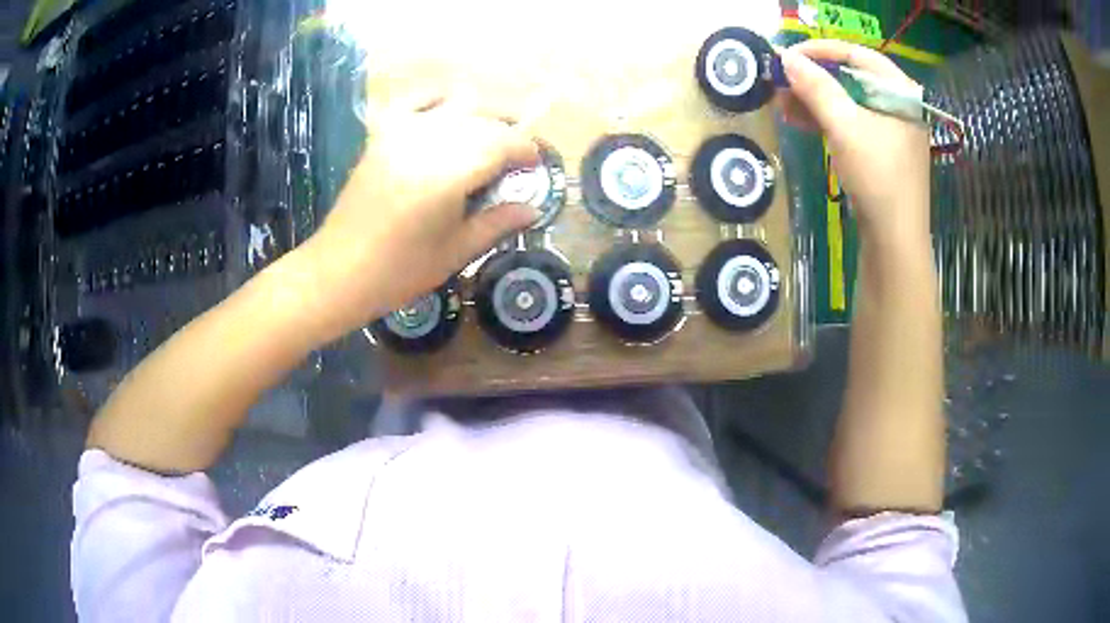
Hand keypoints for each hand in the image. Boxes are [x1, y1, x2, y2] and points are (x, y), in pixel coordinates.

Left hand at [298, 93, 540, 342]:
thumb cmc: (400, 270)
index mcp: (448, 175)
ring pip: (456, 104)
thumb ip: (497, 223)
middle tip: (516, 157)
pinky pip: (414, 99)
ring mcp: (401, 133)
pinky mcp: (381, 134)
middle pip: (483, 120)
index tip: (536, 164)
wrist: (340, 270)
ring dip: (480, 114)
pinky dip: (437, 98)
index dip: (525, 150)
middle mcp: (428, 142)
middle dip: (508, 132)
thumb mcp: (456, 252)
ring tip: (488, 136)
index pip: (502, 144)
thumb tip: (533, 208)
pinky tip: (447, 111)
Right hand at [778, 40, 929, 240]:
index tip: (787, 55)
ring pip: (849, 101)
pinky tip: (801, 121)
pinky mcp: (883, 151)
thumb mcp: (845, 127)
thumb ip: (817, 88)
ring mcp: (892, 129)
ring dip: (815, 99)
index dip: (820, 50)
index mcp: (900, 92)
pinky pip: (852, 123)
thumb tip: (786, 57)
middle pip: (852, 77)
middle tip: (780, 81)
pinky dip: (826, 119)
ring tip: (782, 103)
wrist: (895, 242)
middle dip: (813, 78)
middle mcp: (899, 105)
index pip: (857, 54)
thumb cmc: (878, 178)